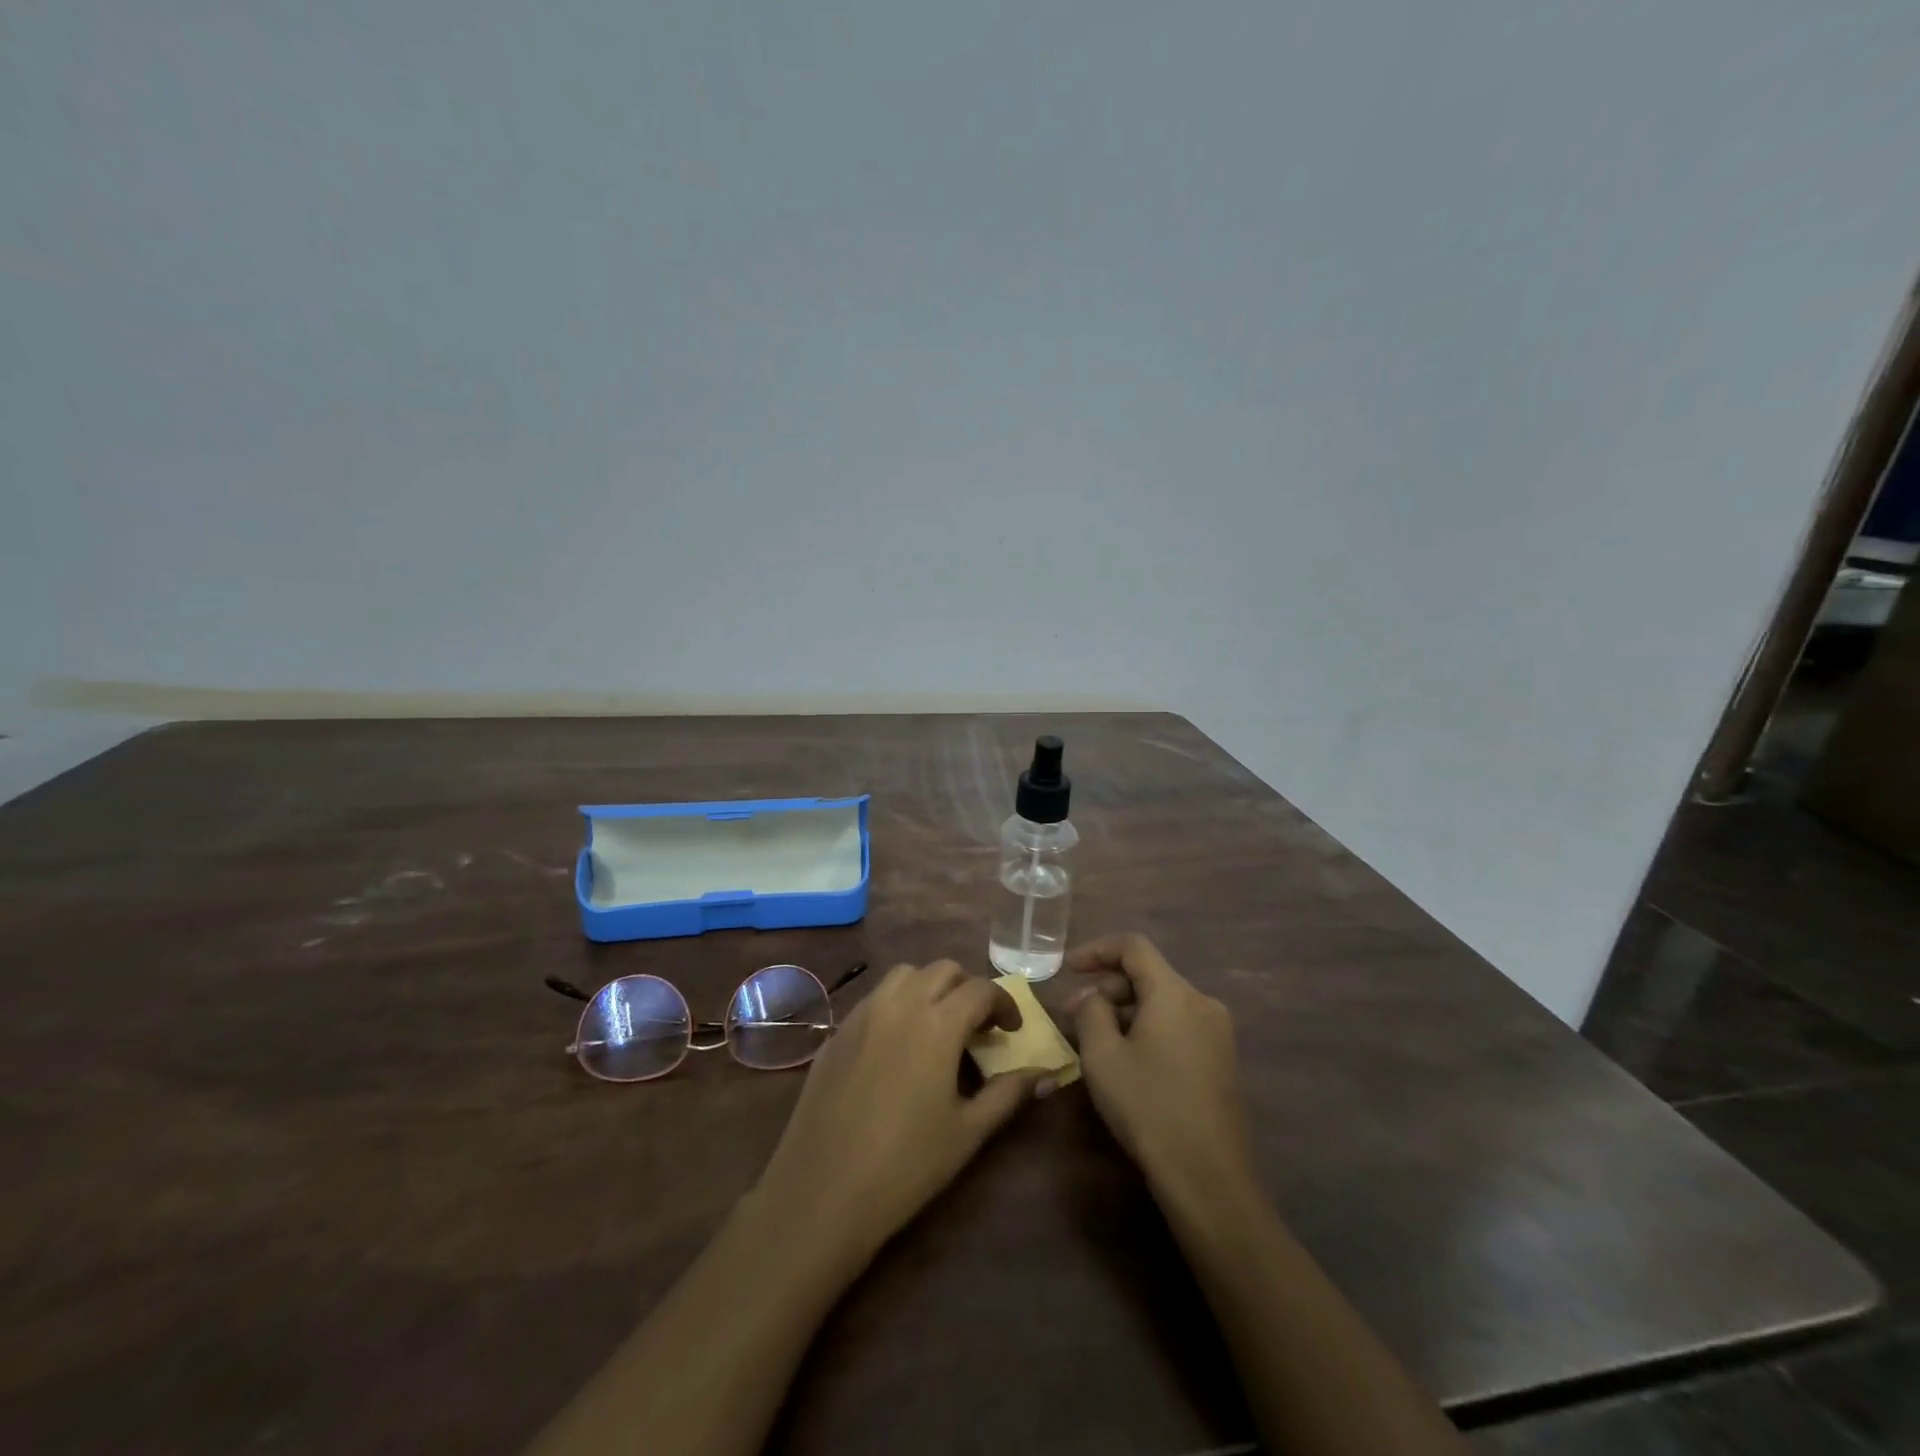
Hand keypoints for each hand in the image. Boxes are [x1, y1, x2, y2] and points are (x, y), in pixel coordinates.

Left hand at [754, 961, 1049, 1264]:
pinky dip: (896, 1004)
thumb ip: (1009, 1094)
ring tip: (937, 1026)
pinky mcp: (837, 1032)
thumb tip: (1047, 1074)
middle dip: (967, 988)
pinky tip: (897, 1047)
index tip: (1012, 1030)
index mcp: (938, 1022)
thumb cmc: (906, 1165)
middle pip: (942, 970)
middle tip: (978, 1026)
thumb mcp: (968, 1131)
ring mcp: (863, 1014)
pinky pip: (874, 999)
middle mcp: (900, 1004)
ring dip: (929, 988)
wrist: (822, 1191)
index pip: (981, 989)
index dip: (1004, 1003)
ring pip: (903, 975)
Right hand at [1065, 934, 1254, 1201]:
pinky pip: (1178, 1026)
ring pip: (1163, 1002)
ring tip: (1096, 1040)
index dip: (1097, 950)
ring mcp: (1218, 1033)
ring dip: (1126, 1010)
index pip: (1134, 946)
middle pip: (1149, 975)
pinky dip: (1148, 1028)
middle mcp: (1203, 1003)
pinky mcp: (1222, 1060)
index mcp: (1176, 993)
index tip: (1069, 968)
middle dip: (1108, 987)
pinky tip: (1128, 1058)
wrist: (1208, 1178)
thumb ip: (1091, 1011)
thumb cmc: (1148, 1108)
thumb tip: (1093, 997)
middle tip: (1073, 1015)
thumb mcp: (1103, 1056)